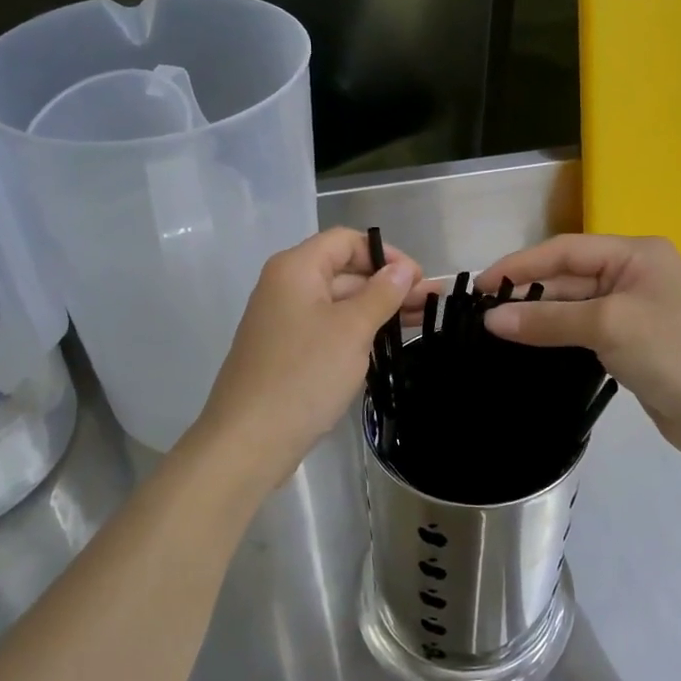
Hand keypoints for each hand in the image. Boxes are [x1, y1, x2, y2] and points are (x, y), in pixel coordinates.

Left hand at [194, 228, 419, 484]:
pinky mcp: (287, 351)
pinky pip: (328, 329)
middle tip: (431, 304)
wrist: (250, 439)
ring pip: (339, 303)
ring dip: (378, 309)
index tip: (418, 278)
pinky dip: (358, 331)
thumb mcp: (352, 330)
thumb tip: (402, 268)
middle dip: (388, 284)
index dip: (385, 254)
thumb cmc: (304, 375)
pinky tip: (388, 343)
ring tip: (422, 322)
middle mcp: (286, 287)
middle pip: (344, 270)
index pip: (346, 241)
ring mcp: (284, 321)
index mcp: (296, 269)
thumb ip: (381, 293)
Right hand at [479, 235, 680, 458]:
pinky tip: (528, 348)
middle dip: (528, 293)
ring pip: (574, 307)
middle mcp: (633, 275)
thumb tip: (490, 320)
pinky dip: (556, 338)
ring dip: (539, 318)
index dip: (521, 265)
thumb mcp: (608, 325)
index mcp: (635, 254)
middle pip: (568, 278)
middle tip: (481, 313)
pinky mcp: (631, 345)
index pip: (565, 250)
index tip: (480, 285)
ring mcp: (633, 311)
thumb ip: (548, 319)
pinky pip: (583, 332)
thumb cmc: (674, 351)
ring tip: (494, 332)